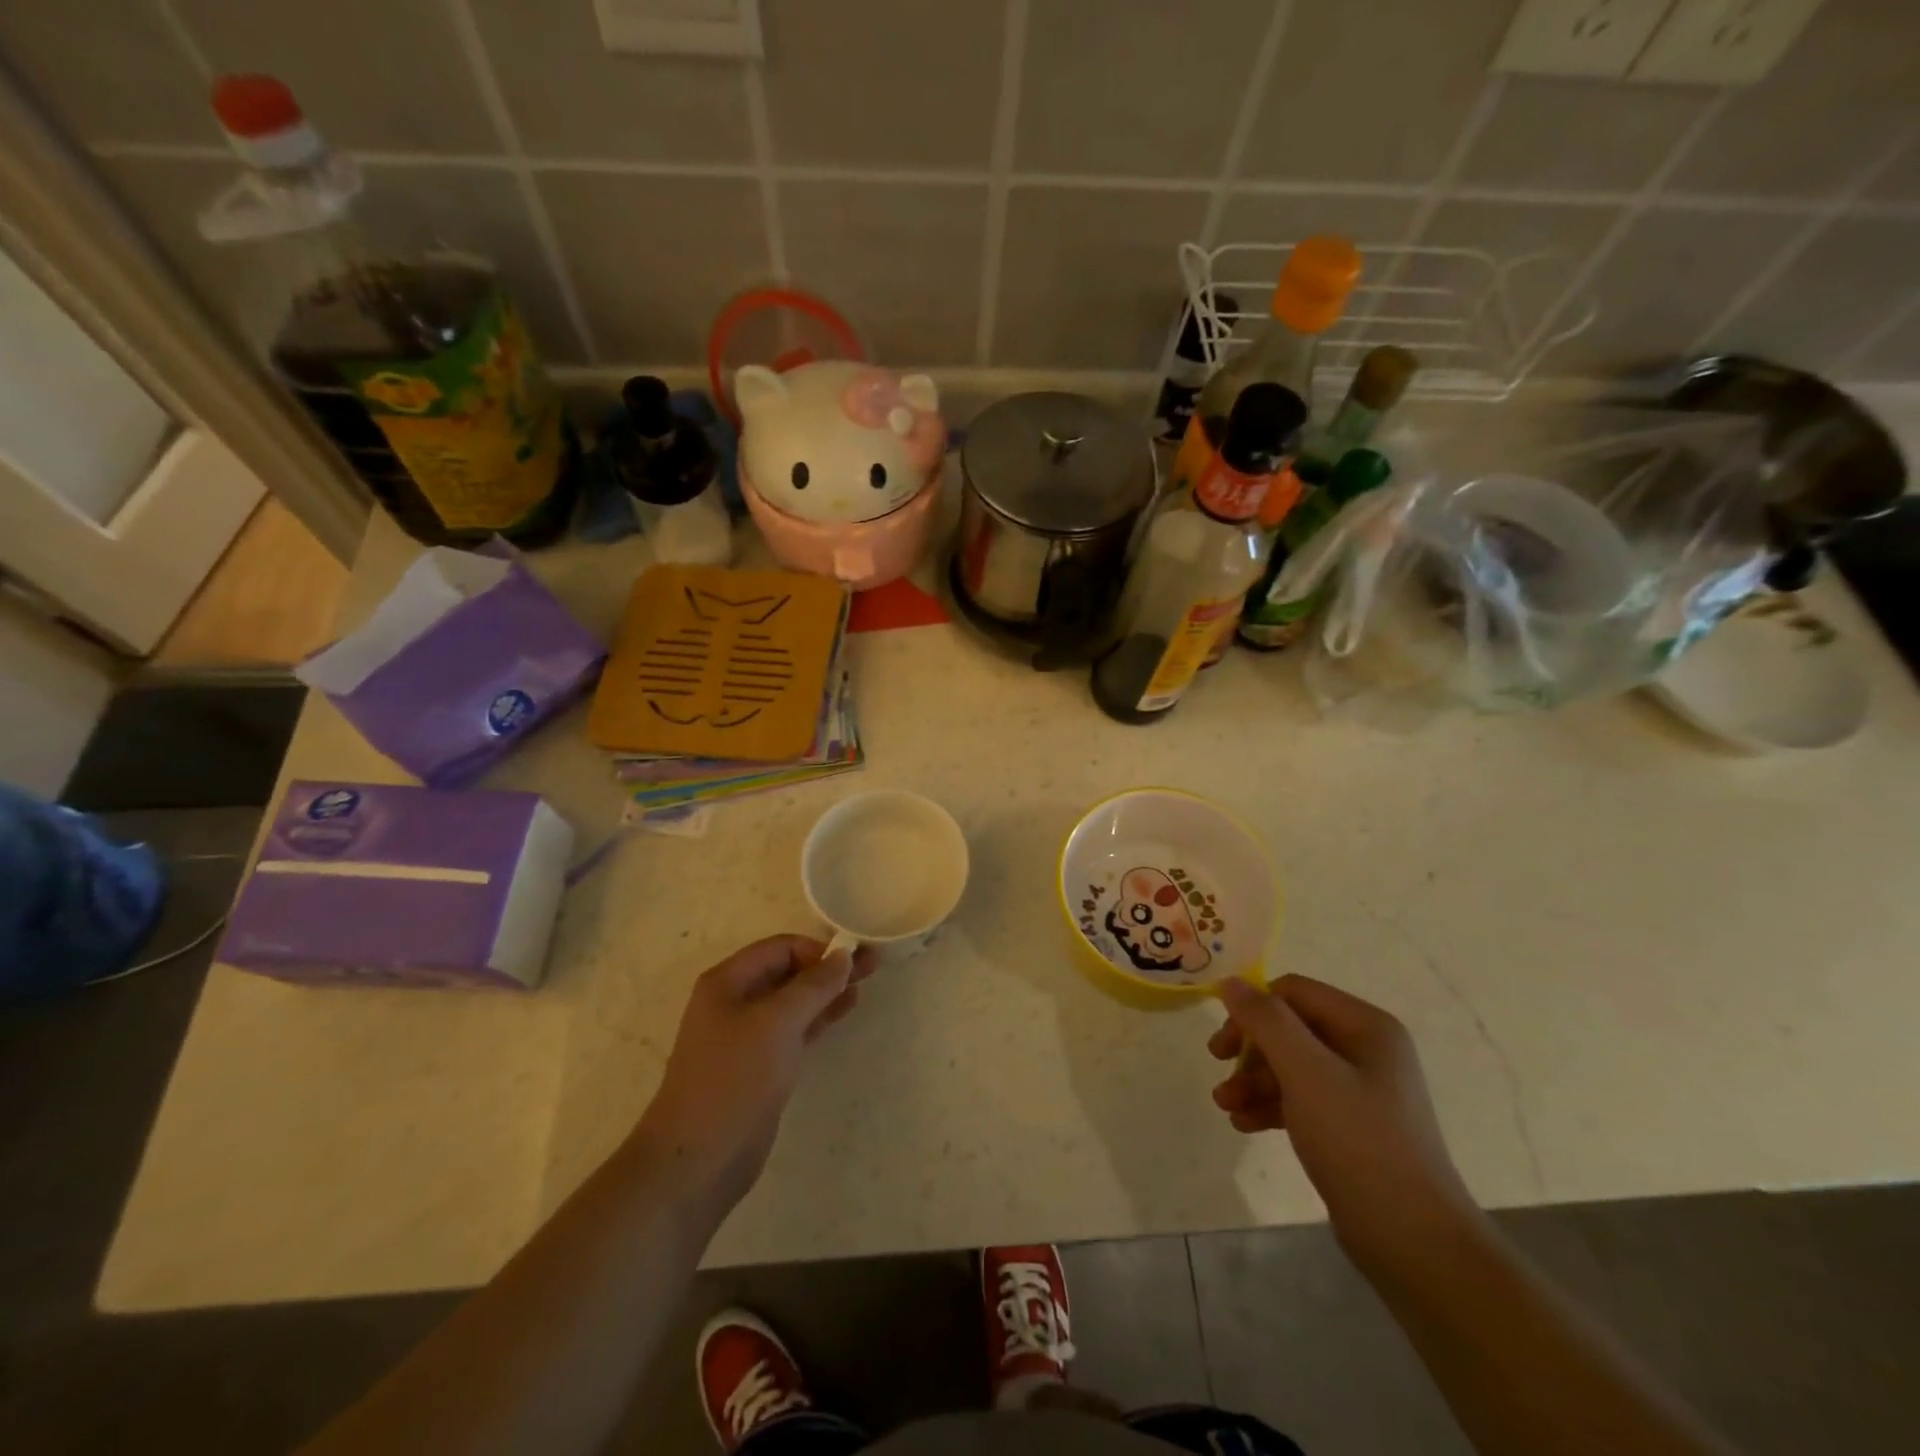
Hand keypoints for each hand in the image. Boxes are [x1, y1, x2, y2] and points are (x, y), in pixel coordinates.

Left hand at [633, 935, 876, 1214]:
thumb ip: (813, 986)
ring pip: (793, 1001)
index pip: (780, 948)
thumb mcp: (776, 1024)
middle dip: (828, 967)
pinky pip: (794, 1028)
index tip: (855, 958)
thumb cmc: (733, 1079)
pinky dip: (819, 1016)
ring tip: (866, 984)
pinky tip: (844, 1010)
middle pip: (787, 971)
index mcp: (727, 981)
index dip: (817, 949)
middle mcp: (735, 1001)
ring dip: (827, 991)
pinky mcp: (760, 1065)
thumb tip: (844, 955)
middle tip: (873, 965)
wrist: (697, 1162)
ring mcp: (746, 1035)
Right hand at [1209, 975, 1480, 1275]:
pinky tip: (1244, 1124)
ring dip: (1253, 1080)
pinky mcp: (1351, 1126)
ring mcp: (1361, 1090)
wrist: (1414, 1242)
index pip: (1293, 992)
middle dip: (1250, 1050)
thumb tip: (1230, 982)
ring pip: (1291, 1065)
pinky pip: (1301, 1098)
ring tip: (1225, 1106)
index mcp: (1366, 1026)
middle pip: (1289, 1028)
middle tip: (1218, 1068)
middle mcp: (1366, 1049)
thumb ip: (1266, 1021)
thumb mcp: (1306, 1072)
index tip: (1224, 1043)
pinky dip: (1270, 1105)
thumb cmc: (1359, 1142)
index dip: (1253, 1009)